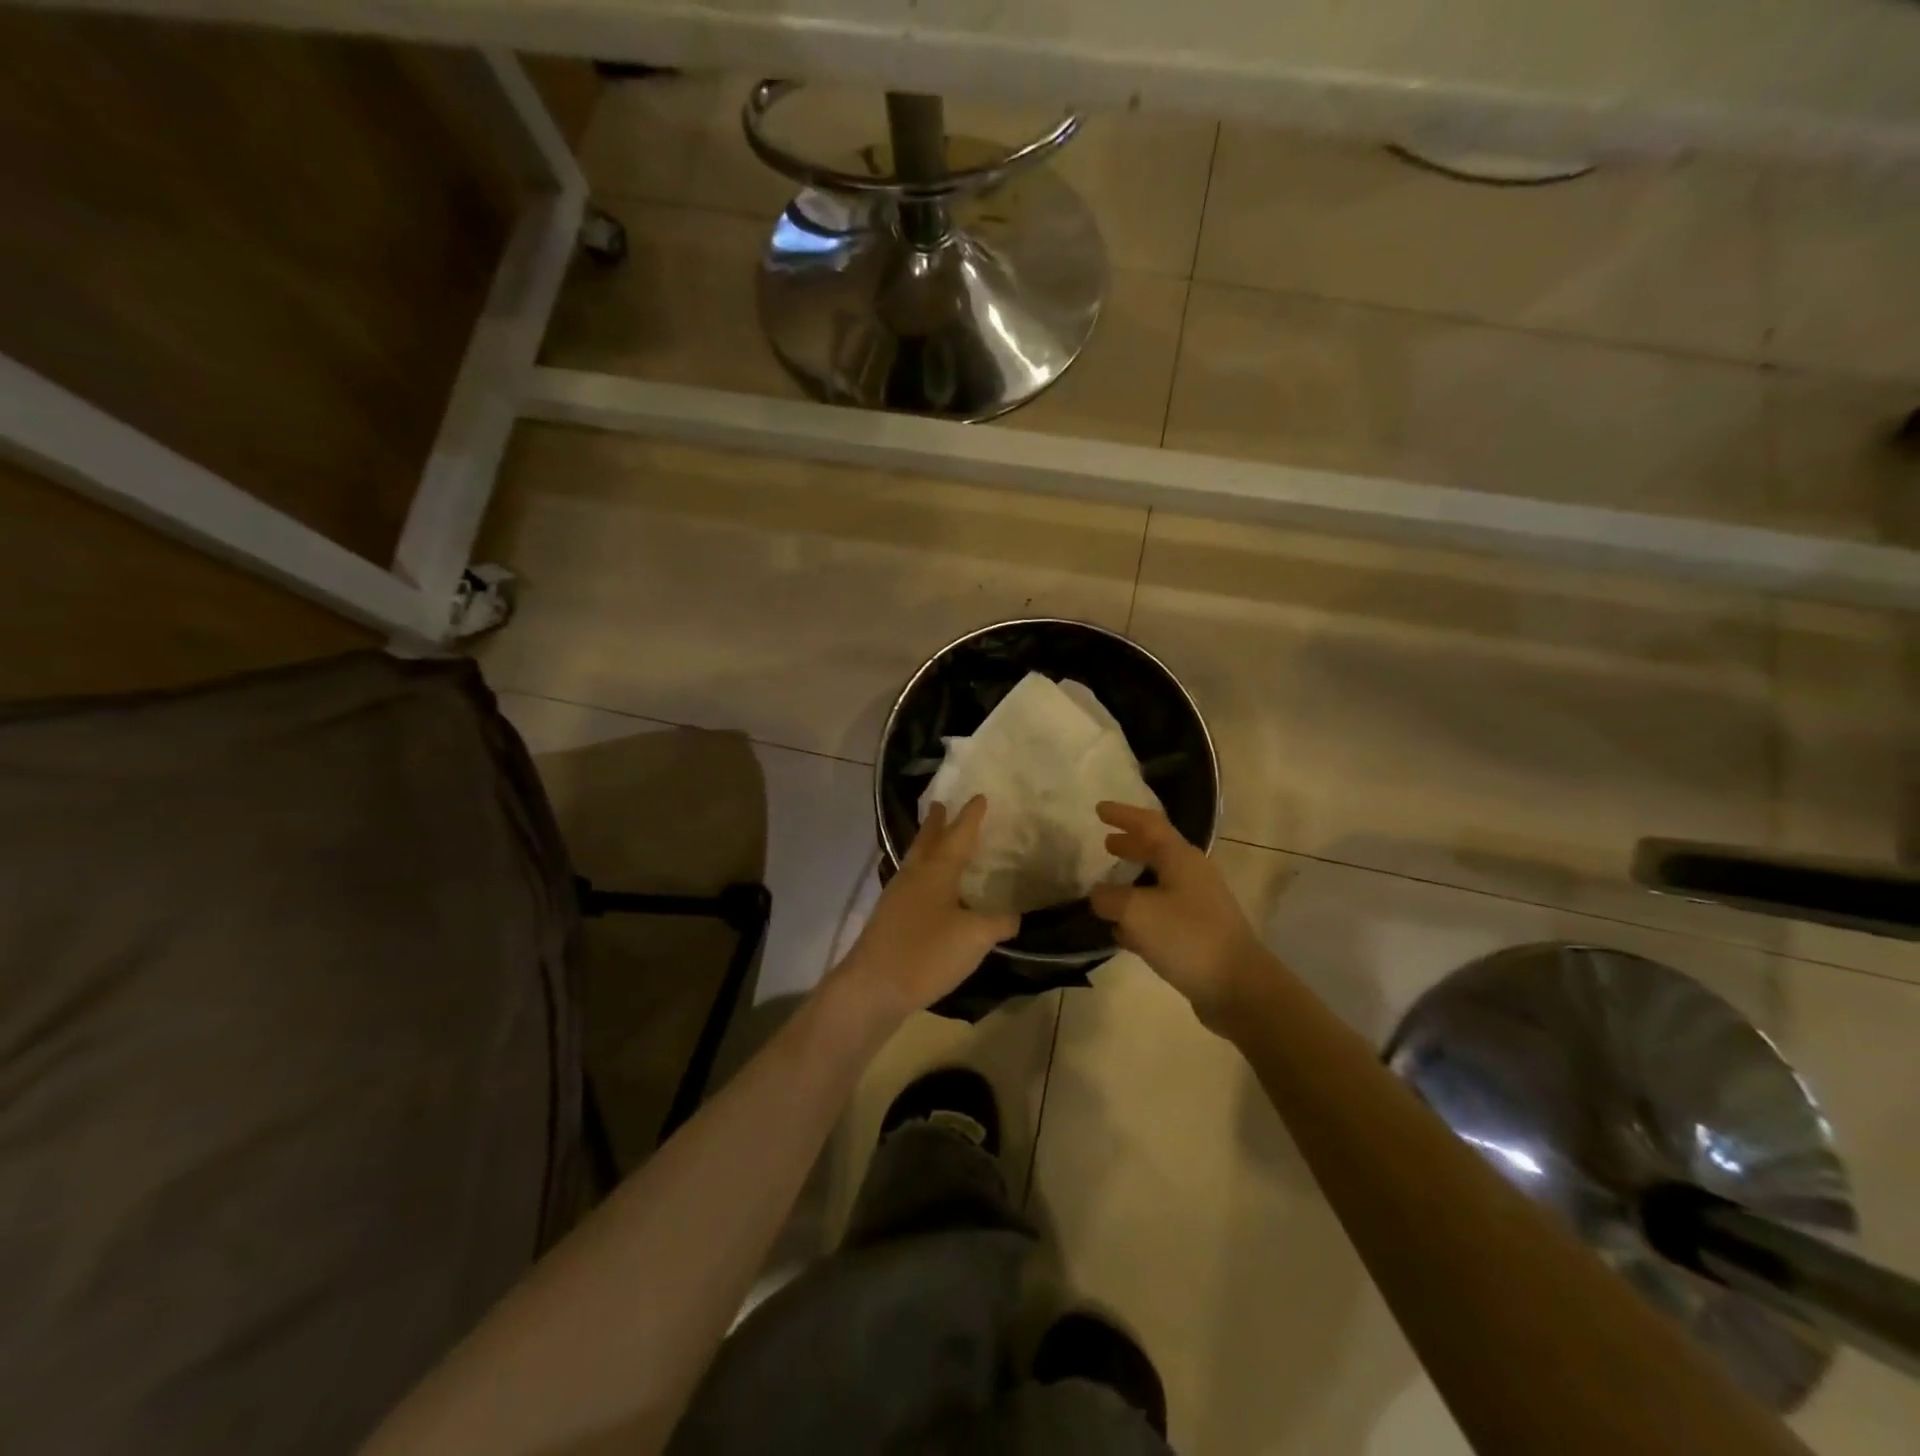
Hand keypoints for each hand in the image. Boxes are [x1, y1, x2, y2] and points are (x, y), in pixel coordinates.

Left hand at [826, 797, 1019, 1033]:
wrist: (873, 986)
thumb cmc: (927, 952)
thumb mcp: (974, 938)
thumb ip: (998, 923)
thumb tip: (1015, 916)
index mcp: (937, 871)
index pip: (959, 835)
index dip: (971, 817)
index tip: (979, 796)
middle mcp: (914, 876)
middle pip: (927, 841)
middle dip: (936, 823)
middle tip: (940, 804)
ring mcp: (897, 896)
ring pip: (915, 860)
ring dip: (926, 845)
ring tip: (934, 839)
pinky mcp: (889, 917)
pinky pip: (910, 882)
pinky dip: (922, 874)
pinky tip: (927, 888)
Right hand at [1089, 802, 1268, 1030]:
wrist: (1238, 987)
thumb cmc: (1187, 936)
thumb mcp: (1136, 911)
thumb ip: (1109, 898)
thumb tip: (1099, 896)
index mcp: (1180, 858)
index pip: (1149, 824)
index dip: (1123, 814)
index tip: (1099, 809)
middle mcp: (1192, 875)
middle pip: (1157, 851)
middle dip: (1130, 846)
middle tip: (1105, 843)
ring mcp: (1198, 905)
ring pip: (1158, 884)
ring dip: (1133, 882)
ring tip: (1107, 888)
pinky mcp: (1198, 934)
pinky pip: (1162, 914)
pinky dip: (1140, 914)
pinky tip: (1121, 931)